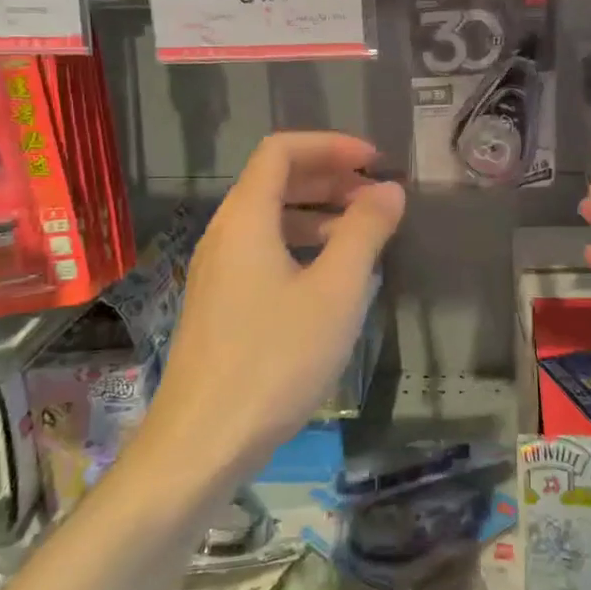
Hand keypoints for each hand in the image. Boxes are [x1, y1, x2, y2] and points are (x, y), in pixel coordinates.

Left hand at [146, 133, 404, 475]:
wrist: (201, 444)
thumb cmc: (274, 360)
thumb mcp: (335, 292)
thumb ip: (365, 232)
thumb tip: (389, 189)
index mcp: (246, 218)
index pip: (282, 150)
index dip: (331, 145)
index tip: (375, 162)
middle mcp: (225, 234)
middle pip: (275, 180)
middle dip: (329, 177)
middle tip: (376, 195)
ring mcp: (217, 271)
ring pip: (270, 218)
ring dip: (318, 213)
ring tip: (362, 234)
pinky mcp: (220, 304)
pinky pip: (263, 251)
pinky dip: (301, 245)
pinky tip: (331, 277)